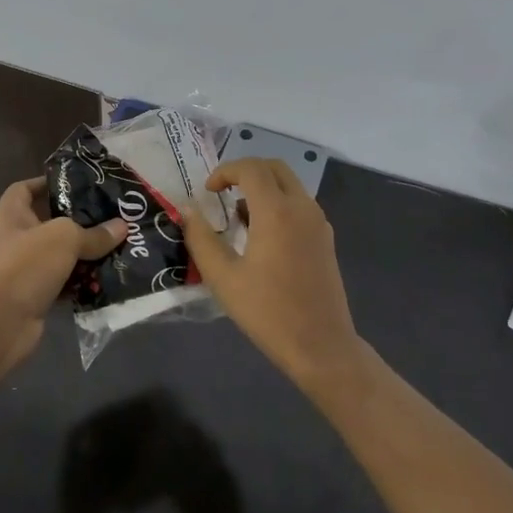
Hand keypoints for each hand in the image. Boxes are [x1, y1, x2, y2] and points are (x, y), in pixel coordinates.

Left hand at [0, 177, 126, 362]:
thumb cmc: (24, 266)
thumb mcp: (63, 239)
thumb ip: (93, 233)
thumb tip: (122, 227)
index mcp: (11, 215)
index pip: (26, 188)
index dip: (49, 183)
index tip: (80, 184)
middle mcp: (15, 239)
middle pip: (49, 222)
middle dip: (79, 221)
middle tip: (112, 216)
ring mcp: (23, 269)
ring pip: (60, 255)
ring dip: (85, 254)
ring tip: (118, 245)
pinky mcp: (35, 296)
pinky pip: (64, 283)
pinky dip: (82, 282)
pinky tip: (108, 277)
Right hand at [180, 158, 369, 386]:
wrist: (320, 344)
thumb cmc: (267, 311)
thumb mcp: (223, 277)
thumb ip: (201, 239)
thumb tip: (187, 210)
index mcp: (277, 212)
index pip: (251, 168)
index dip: (225, 171)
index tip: (208, 191)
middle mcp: (302, 208)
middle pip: (275, 168)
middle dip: (246, 172)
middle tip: (223, 193)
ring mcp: (319, 222)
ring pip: (290, 185)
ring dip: (263, 189)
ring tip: (238, 218)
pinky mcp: (326, 238)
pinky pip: (300, 205)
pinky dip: (279, 204)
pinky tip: (262, 237)